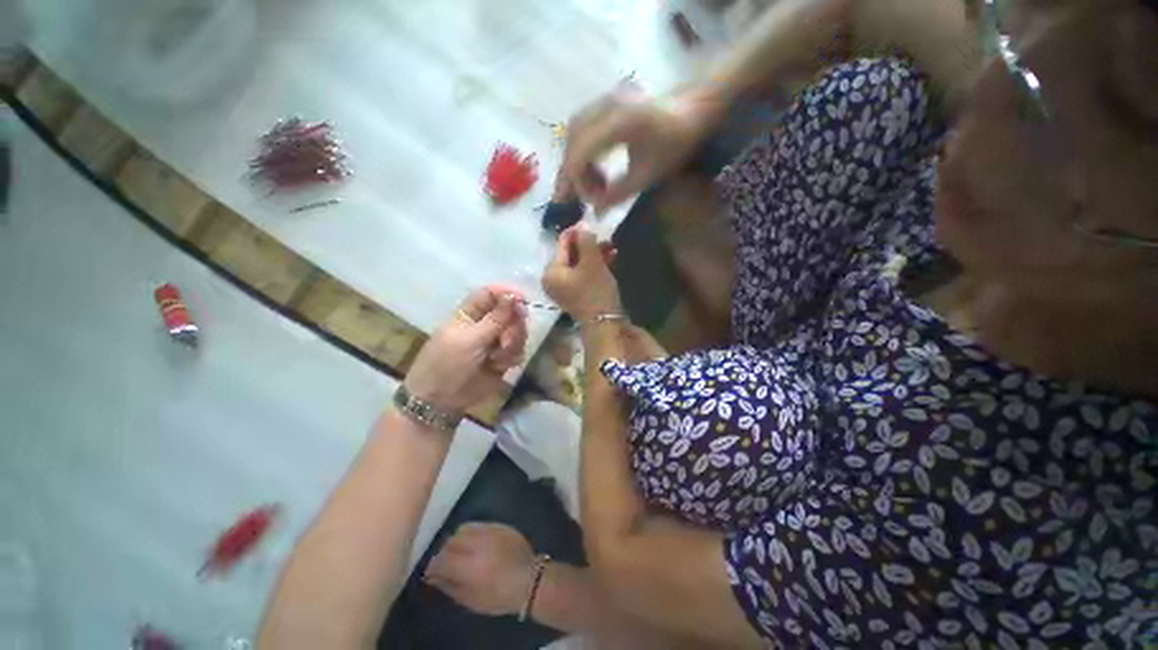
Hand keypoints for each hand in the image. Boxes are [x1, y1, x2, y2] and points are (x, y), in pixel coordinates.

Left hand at [403, 287, 528, 412]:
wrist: (441, 401)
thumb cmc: (447, 364)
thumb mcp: (470, 339)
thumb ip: (496, 319)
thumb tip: (514, 295)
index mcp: (470, 314)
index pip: (490, 294)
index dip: (506, 293)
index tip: (523, 299)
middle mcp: (485, 325)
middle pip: (510, 312)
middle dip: (514, 323)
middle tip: (508, 337)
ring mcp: (495, 342)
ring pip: (517, 332)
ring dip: (513, 342)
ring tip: (499, 356)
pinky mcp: (503, 359)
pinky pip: (518, 350)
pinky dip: (512, 356)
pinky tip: (500, 365)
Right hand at [423, 522, 535, 616]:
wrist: (529, 578)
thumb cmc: (499, 596)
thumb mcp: (471, 600)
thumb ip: (449, 586)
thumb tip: (433, 577)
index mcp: (469, 566)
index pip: (440, 559)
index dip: (432, 566)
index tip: (431, 572)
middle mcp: (477, 544)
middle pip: (450, 541)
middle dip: (444, 552)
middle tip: (446, 562)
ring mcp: (489, 531)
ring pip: (463, 529)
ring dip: (457, 540)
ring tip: (460, 551)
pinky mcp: (499, 524)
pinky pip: (478, 524)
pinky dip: (471, 533)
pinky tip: (474, 543)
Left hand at [542, 225, 622, 321]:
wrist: (604, 324)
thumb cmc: (595, 291)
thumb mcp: (592, 262)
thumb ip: (586, 240)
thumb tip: (582, 224)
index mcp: (551, 271)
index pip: (562, 244)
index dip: (577, 232)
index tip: (592, 222)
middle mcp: (553, 280)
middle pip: (570, 254)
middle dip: (589, 245)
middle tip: (605, 238)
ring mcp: (564, 289)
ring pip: (579, 264)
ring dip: (594, 255)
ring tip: (611, 248)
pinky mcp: (575, 295)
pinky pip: (583, 275)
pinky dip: (595, 267)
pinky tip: (610, 259)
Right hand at [557, 81, 718, 214]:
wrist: (694, 108)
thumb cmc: (676, 143)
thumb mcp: (647, 176)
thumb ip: (617, 194)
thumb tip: (594, 212)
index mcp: (618, 123)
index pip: (579, 156)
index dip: (577, 184)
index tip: (587, 203)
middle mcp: (605, 105)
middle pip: (572, 143)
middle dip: (572, 175)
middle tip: (576, 199)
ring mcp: (604, 99)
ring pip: (573, 134)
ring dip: (575, 161)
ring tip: (589, 185)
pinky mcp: (606, 101)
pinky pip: (582, 127)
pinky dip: (581, 150)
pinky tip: (593, 167)